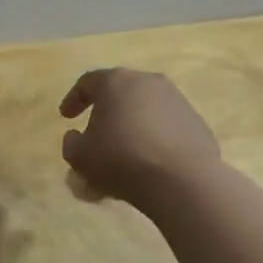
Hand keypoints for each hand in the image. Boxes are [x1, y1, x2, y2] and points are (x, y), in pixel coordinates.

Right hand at [59, 68, 220, 209]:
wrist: (181, 180)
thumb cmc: (121, 159)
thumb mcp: (80, 156)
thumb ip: (71, 143)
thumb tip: (76, 137)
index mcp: (116, 82)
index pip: (88, 82)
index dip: (73, 99)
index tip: (66, 117)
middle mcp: (148, 82)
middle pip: (120, 92)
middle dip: (106, 112)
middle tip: (97, 133)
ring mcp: (177, 100)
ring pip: (146, 109)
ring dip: (132, 125)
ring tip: (125, 152)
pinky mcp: (197, 122)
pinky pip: (167, 126)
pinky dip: (155, 138)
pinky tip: (150, 161)